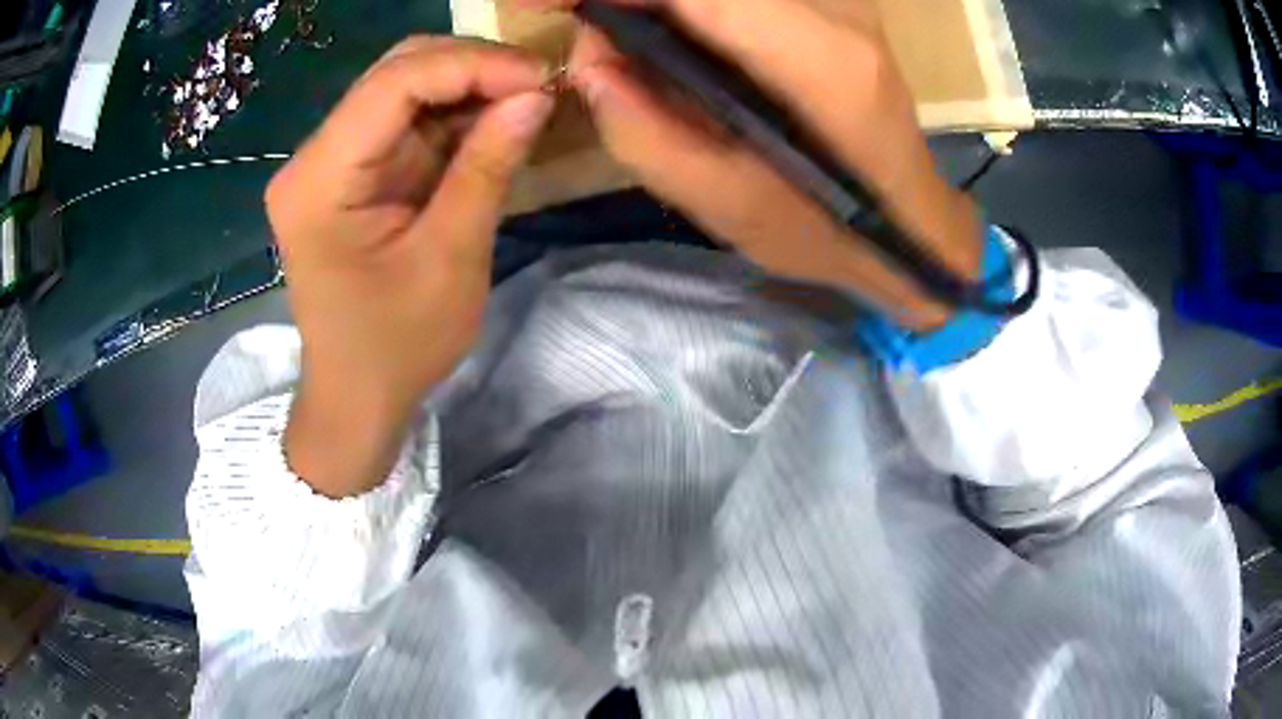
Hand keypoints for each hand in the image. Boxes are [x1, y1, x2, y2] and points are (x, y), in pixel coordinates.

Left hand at [265, 37, 553, 496]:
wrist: (356, 396)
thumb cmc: (396, 346)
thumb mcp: (450, 258)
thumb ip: (488, 167)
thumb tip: (536, 95)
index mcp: (319, 180)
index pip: (393, 83)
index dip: (472, 64)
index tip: (541, 76)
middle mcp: (313, 158)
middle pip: (394, 74)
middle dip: (471, 67)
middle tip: (537, 84)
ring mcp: (329, 162)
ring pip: (403, 89)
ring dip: (467, 87)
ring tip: (525, 99)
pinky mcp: (350, 173)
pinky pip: (405, 122)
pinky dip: (453, 115)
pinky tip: (493, 120)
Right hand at [564, 0, 982, 328]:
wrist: (913, 219)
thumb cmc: (830, 231)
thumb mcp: (729, 209)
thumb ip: (646, 135)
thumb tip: (587, 63)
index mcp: (822, 65)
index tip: (538, 5)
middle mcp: (837, 8)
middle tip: (563, 15)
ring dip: (651, 3)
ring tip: (606, 29)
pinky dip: (685, 8)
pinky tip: (656, 27)